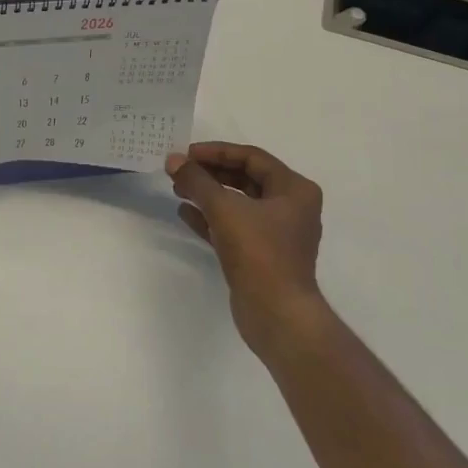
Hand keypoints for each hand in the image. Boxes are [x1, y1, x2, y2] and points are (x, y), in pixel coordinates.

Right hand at [167, 142, 327, 359]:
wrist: (277, 315)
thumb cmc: (259, 253)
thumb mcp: (224, 209)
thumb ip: (197, 181)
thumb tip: (173, 160)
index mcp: (294, 190)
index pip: (252, 158)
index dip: (217, 152)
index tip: (186, 153)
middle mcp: (290, 207)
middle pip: (245, 179)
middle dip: (210, 173)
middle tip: (179, 170)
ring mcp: (276, 233)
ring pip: (238, 203)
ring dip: (208, 194)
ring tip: (178, 188)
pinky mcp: (261, 255)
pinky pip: (233, 226)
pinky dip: (210, 218)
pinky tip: (185, 213)